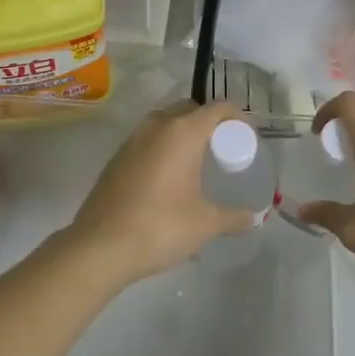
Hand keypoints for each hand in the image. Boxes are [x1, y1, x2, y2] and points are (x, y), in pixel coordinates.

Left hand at [63, 100, 258, 286]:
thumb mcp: (205, 224)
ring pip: (163, 122)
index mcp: (182, 132)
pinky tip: (168, 177)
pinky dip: (162, 147)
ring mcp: (131, 141)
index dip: (237, 117)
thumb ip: (233, 218)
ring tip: (196, 160)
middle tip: (222, 147)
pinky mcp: (115, 159)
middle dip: (208, 122)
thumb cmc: (160, 227)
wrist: (99, 247)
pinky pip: (146, 141)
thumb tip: (254, 218)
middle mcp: (156, 127)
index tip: (248, 135)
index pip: (218, 108)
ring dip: (182, 132)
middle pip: (189, 109)